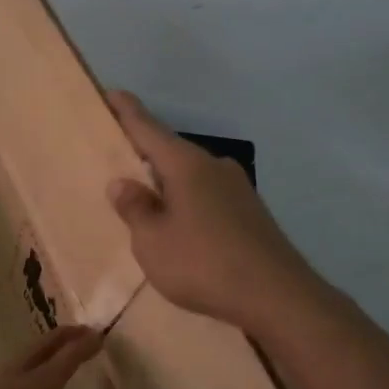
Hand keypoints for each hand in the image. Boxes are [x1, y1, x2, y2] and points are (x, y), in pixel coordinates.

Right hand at [106, 90, 316, 329]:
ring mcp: (237, 188)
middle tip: (117, 155)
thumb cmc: (203, 263)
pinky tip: (180, 225)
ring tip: (144, 197)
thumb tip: (122, 183)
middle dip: (144, 152)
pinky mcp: (251, 213)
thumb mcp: (153, 241)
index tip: (110, 92)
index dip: (126, 111)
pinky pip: (207, 196)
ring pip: (191, 176)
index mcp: (186, 164)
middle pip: (170, 151)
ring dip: (167, 182)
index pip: (148, 127)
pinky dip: (187, 201)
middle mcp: (213, 166)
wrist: (277, 297)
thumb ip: (135, 209)